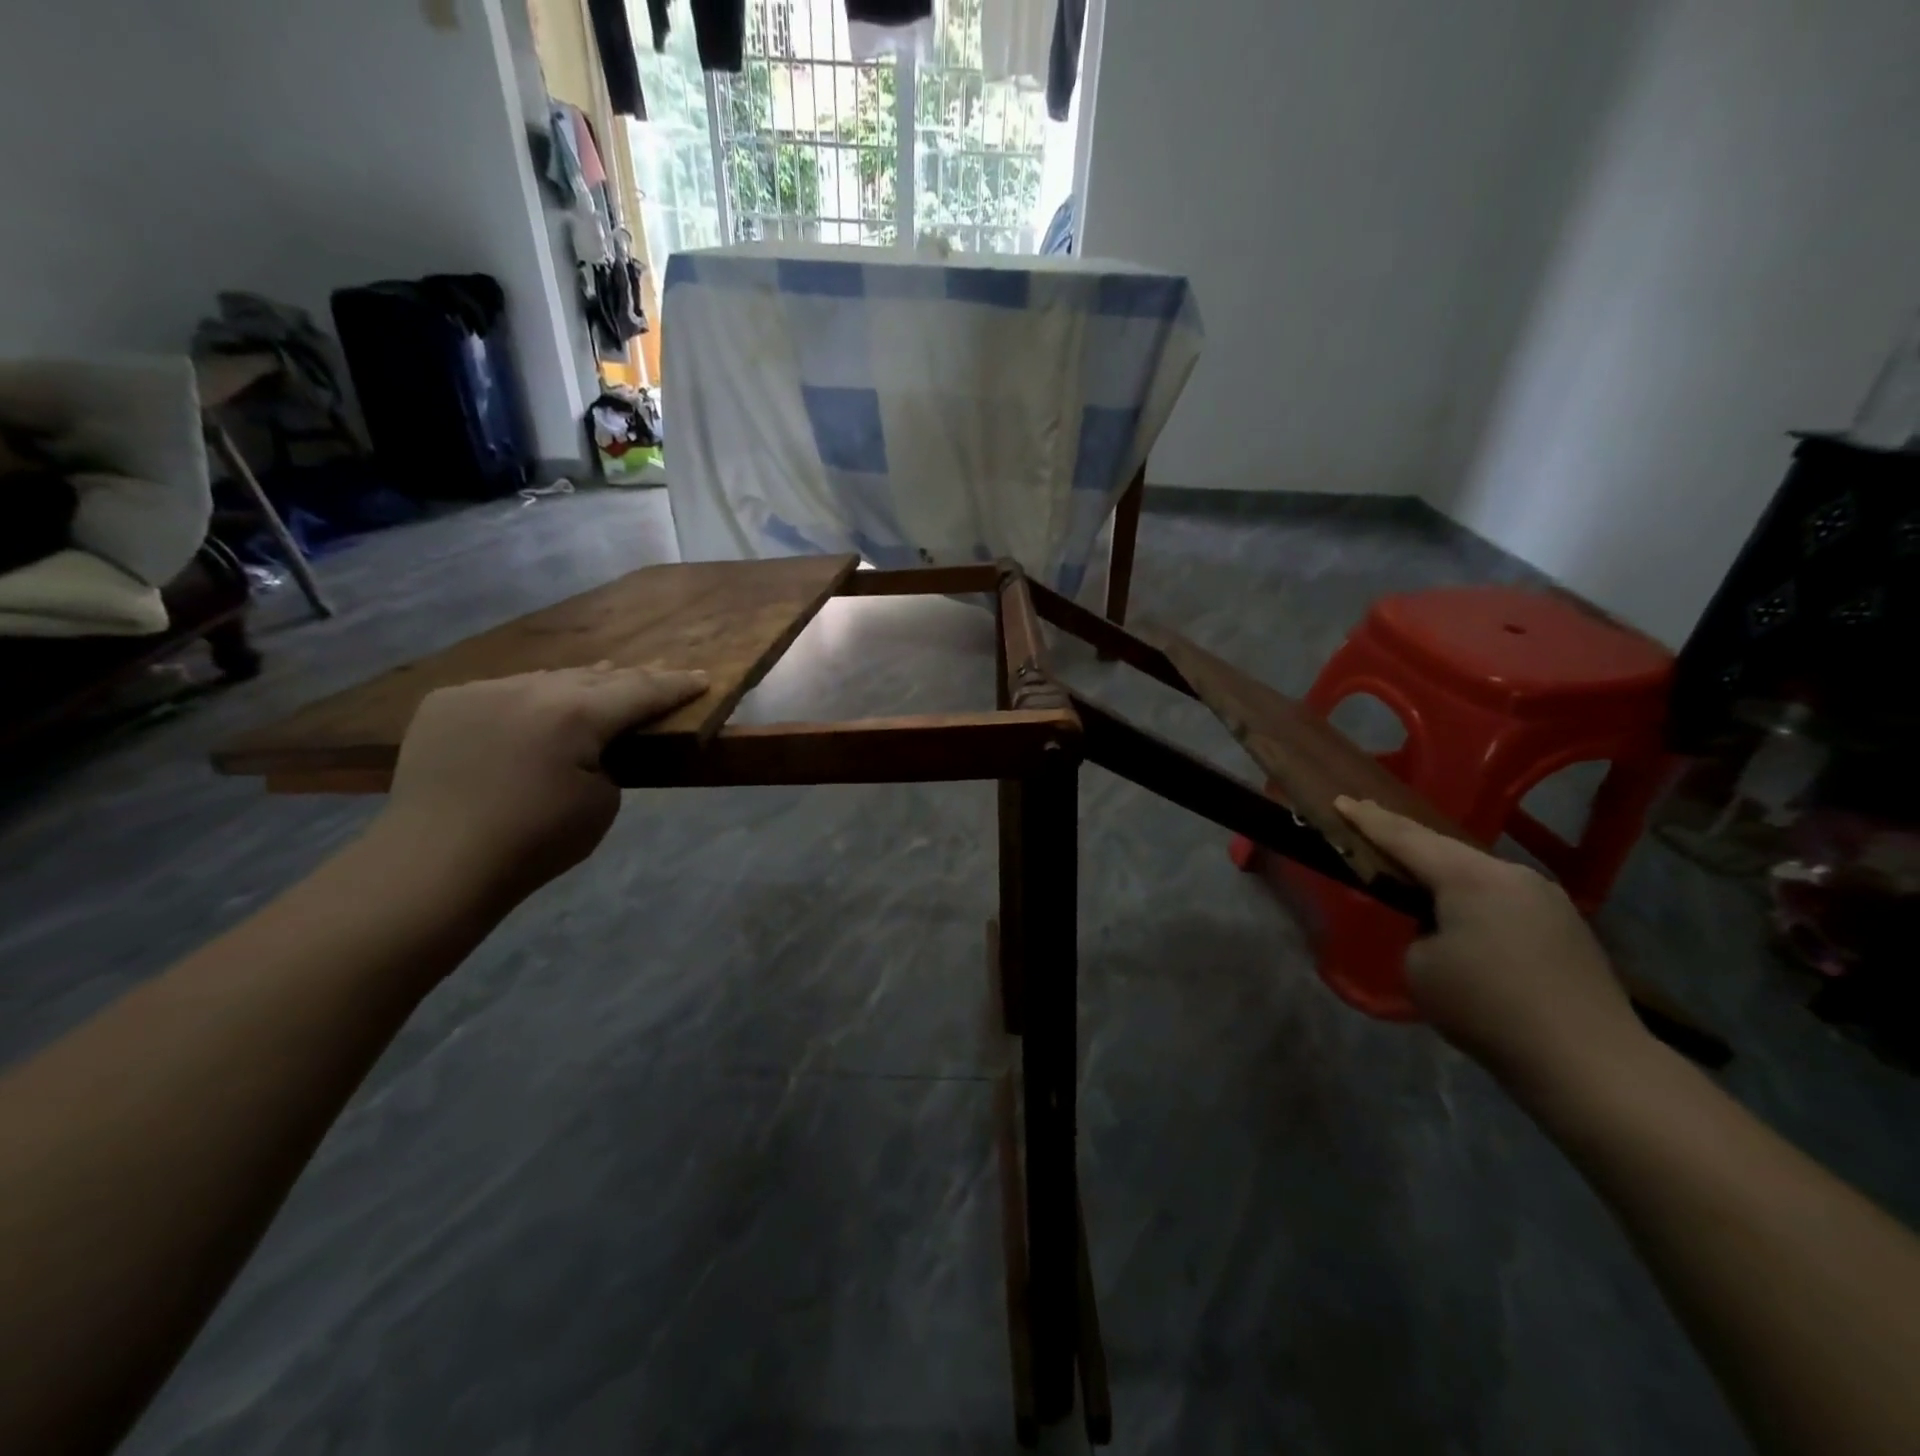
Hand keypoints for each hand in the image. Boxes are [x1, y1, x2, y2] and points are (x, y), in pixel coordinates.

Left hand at [374, 663, 708, 905]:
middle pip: (596, 676)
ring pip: (548, 678)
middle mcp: (530, 688)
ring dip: (580, 682)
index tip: (704, 676)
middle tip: (662, 670)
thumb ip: (609, 759)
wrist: (435, 864)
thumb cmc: (535, 842)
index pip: (641, 691)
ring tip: (605, 677)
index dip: (676, 685)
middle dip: (633, 676)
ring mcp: (483, 690)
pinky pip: (505, 691)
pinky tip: (538, 709)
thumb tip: (593, 741)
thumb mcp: (602, 803)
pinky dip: (531, 697)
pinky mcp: (447, 703)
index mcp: (576, 714)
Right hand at [1335, 796, 1648, 1088]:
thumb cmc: (1488, 1008)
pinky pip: (1502, 897)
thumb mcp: (1420, 967)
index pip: (1405, 838)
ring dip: (1442, 871)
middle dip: (1404, 838)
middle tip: (1369, 823)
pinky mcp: (1567, 926)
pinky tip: (1463, 915)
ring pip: (1477, 873)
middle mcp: (1512, 874)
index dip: (1368, 820)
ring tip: (1413, 872)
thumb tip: (1437, 929)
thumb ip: (1417, 931)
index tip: (1341, 800)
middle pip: (1444, 848)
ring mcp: (1546, 898)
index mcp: (1471, 877)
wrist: (1592, 1064)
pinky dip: (1472, 898)